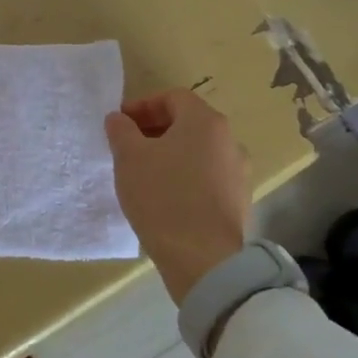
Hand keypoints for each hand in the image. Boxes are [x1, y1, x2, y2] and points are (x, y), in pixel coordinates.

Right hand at [104, 89, 251, 303]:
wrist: (203, 259)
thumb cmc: (162, 197)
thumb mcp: (129, 158)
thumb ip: (121, 130)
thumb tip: (119, 119)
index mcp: (206, 122)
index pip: (173, 97)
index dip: (143, 105)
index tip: (121, 124)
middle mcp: (229, 141)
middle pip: (188, 123)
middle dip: (155, 129)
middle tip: (128, 146)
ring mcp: (239, 173)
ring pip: (198, 151)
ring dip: (170, 154)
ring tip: (144, 173)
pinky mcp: (238, 201)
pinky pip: (207, 177)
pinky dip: (185, 177)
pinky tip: (165, 198)